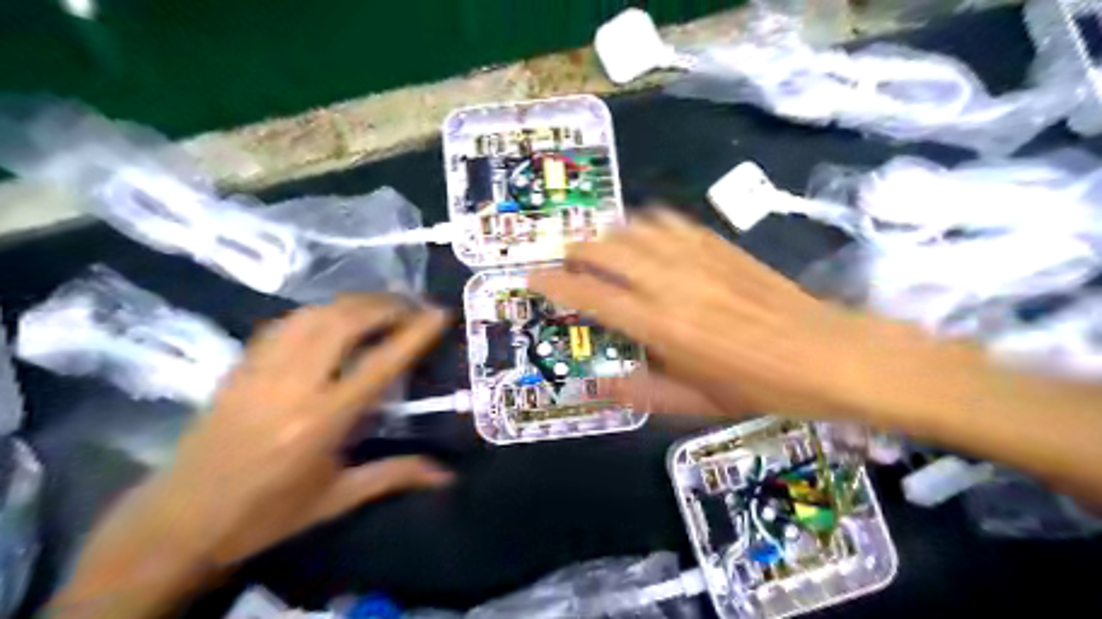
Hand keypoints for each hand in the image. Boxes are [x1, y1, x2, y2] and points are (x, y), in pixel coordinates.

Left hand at [165, 295, 457, 564]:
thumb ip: (395, 476)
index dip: (413, 334)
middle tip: (413, 305)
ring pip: (314, 314)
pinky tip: (333, 317)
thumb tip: (447, 476)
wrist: (178, 521)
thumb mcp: (337, 499)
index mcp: (322, 421)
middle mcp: (293, 386)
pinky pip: (285, 323)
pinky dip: (319, 311)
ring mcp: (262, 371)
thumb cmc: (265, 515)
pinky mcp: (240, 366)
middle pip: (345, 323)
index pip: (379, 364)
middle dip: (385, 305)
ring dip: (354, 303)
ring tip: (381, 306)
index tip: (439, 314)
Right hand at [529, 211, 922, 423]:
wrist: (829, 354)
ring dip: (608, 233)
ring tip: (597, 245)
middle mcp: (671, 283)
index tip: (535, 279)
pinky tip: (644, 232)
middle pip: (607, 250)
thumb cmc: (761, 387)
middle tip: (563, 260)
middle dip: (575, 250)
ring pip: (636, 229)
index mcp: (661, 326)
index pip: (592, 295)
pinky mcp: (720, 245)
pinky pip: (671, 222)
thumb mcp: (699, 403)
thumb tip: (598, 385)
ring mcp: (697, 257)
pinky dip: (647, 223)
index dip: (556, 285)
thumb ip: (643, 394)